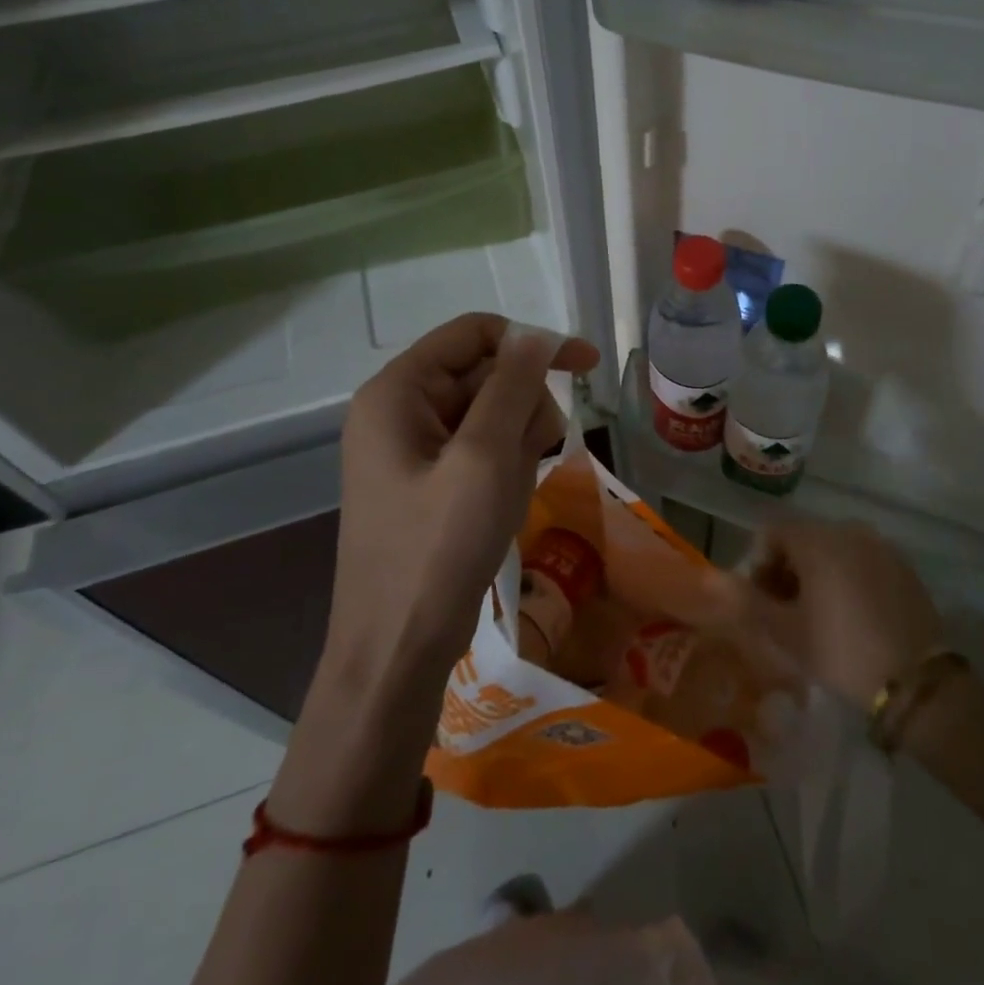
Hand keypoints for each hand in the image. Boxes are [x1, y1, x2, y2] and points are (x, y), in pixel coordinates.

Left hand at [328, 313, 600, 693]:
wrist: (397, 650)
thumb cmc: (438, 548)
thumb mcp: (485, 457)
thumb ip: (512, 386)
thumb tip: (535, 336)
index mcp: (398, 391)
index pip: (474, 333)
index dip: (532, 342)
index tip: (586, 366)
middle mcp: (400, 410)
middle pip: (486, 374)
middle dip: (522, 407)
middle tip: (536, 454)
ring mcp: (413, 448)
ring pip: (491, 413)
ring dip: (519, 442)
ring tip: (513, 489)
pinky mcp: (429, 481)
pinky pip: (482, 449)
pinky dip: (506, 466)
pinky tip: (506, 502)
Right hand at [743, 521, 943, 711]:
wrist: (916, 682)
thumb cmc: (841, 651)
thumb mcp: (785, 632)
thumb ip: (748, 601)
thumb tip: (719, 583)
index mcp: (817, 539)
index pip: (771, 533)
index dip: (758, 564)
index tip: (760, 602)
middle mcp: (849, 530)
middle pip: (803, 538)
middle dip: (786, 570)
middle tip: (785, 612)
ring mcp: (881, 546)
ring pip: (834, 550)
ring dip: (817, 574)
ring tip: (817, 617)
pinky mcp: (904, 567)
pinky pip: (862, 561)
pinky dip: (847, 579)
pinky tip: (851, 617)